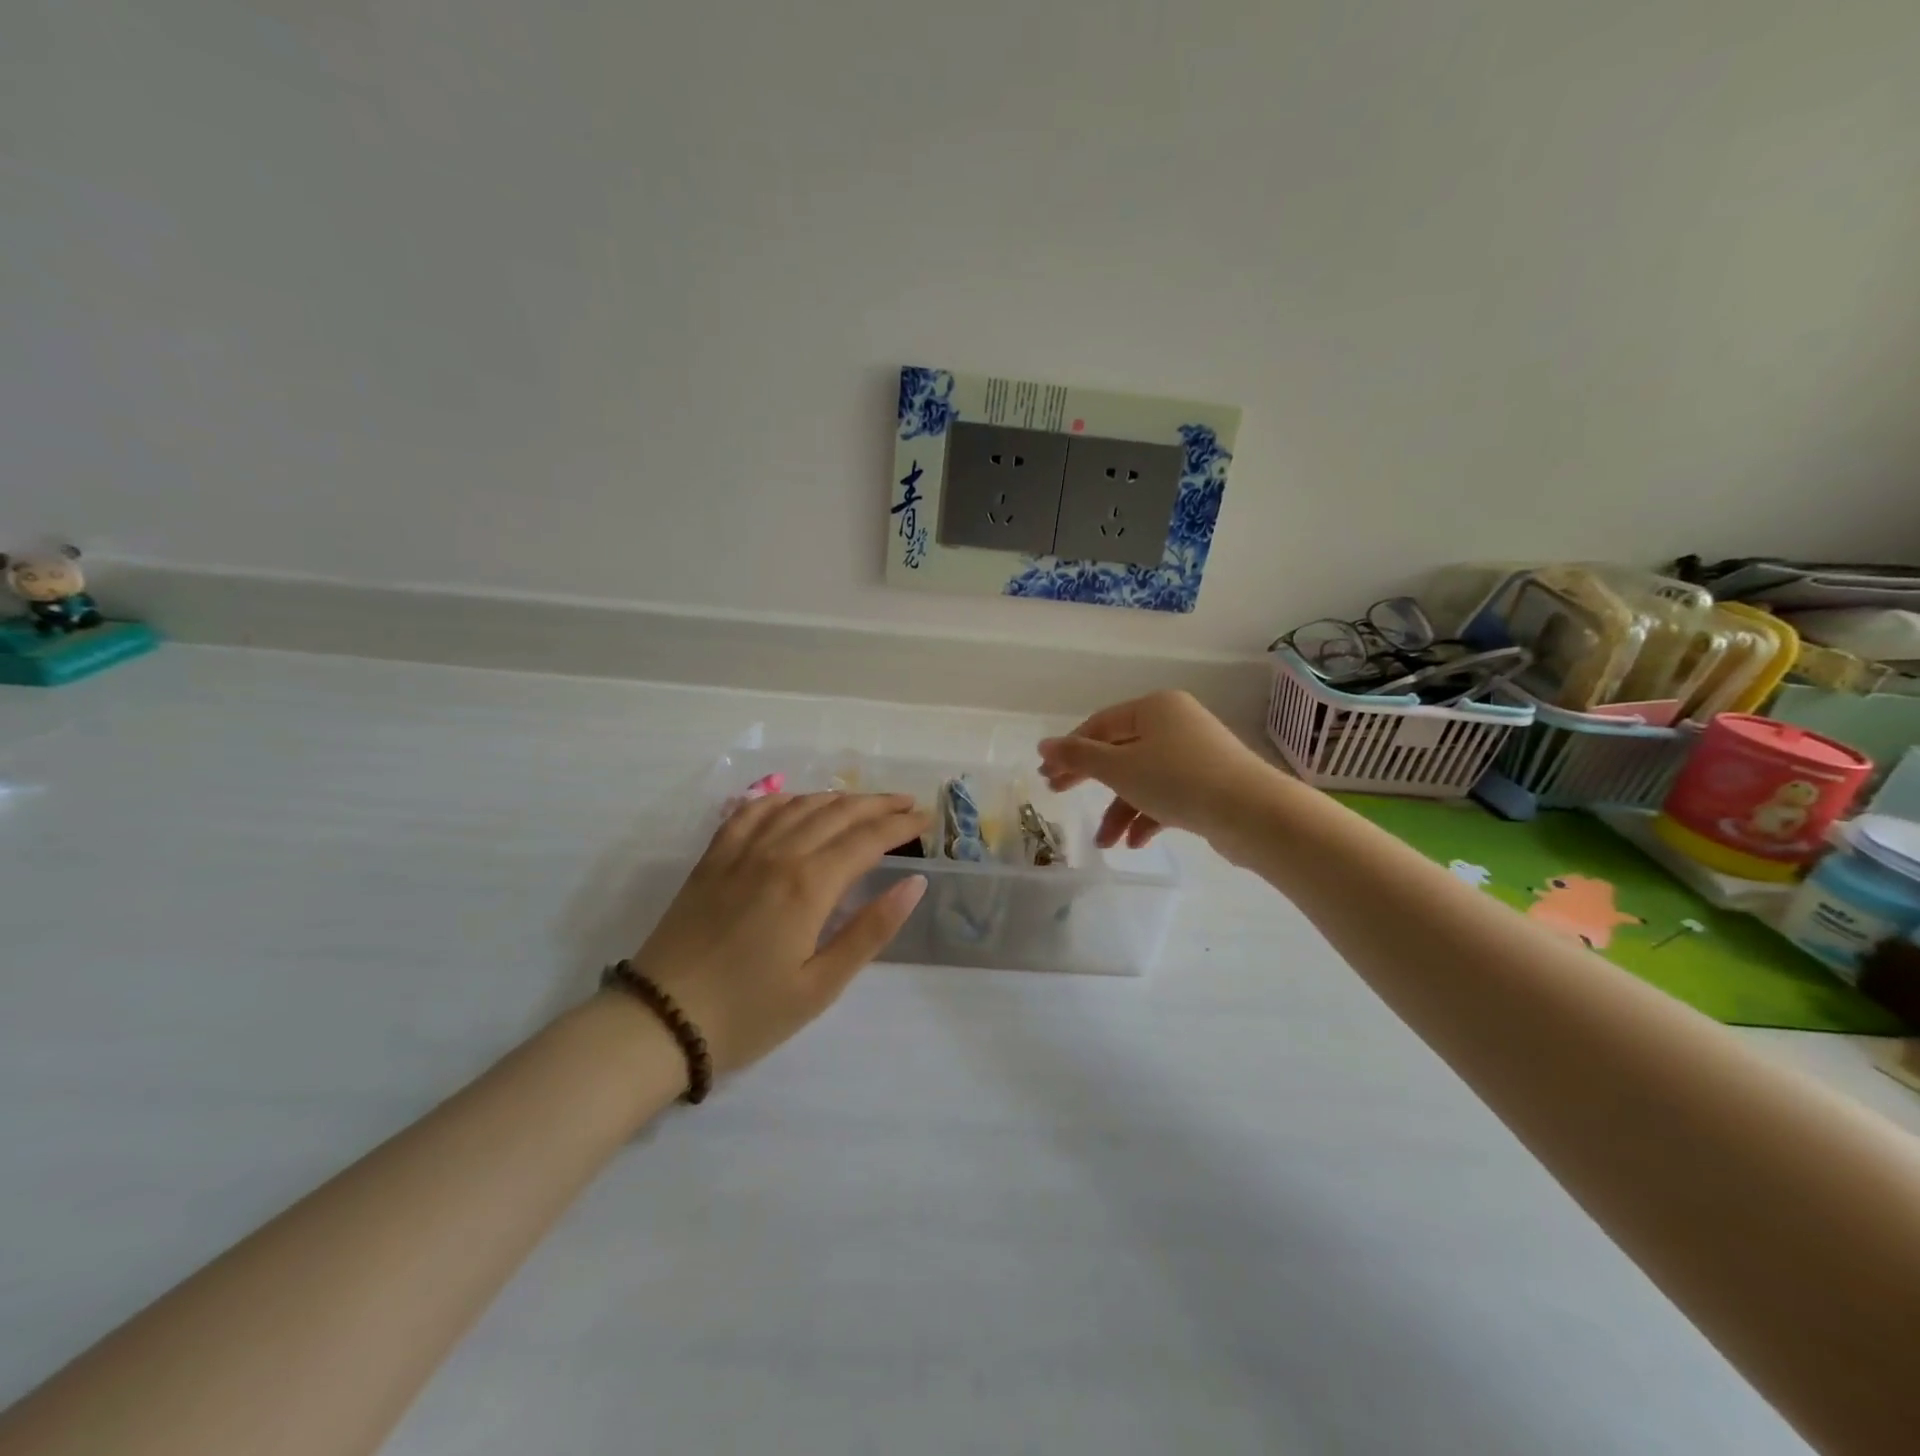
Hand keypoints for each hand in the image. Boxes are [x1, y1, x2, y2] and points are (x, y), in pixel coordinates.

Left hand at [627, 792, 929, 1077]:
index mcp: (809, 885)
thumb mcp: (821, 985)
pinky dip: (782, 799)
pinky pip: (752, 811)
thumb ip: (871, 929)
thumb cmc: (749, 1012)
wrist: (660, 1021)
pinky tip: (794, 801)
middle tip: (907, 804)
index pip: (867, 839)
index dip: (901, 825)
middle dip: (878, 804)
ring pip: (799, 805)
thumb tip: (914, 883)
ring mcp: (741, 851)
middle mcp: (778, 854)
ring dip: (837, 798)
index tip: (926, 818)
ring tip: (864, 802)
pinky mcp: (712, 858)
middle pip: (838, 813)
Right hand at [1038, 691, 1281, 849]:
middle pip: (1120, 751)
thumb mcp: (1119, 769)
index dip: (1070, 750)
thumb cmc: (1178, 781)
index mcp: (1154, 707)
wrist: (1253, 813)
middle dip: (1092, 780)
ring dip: (1120, 810)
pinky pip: (1168, 795)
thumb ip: (1078, 757)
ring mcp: (1195, 754)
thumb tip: (1043, 745)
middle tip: (1060, 795)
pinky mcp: (1209, 783)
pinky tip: (1136, 843)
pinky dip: (1148, 816)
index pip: (1100, 725)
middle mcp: (1175, 723)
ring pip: (1144, 778)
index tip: (1048, 776)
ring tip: (1105, 843)